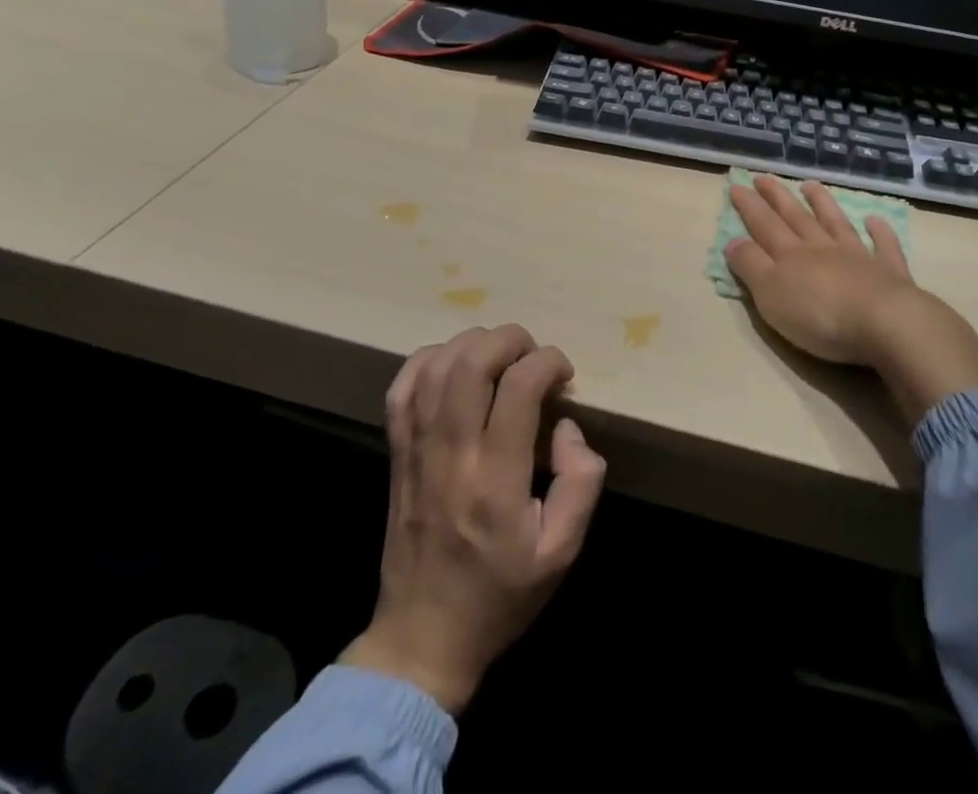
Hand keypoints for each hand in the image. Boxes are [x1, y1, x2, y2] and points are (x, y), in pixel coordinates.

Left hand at [342, 324, 606, 713]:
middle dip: (511, 340)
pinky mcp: (396, 453)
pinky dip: (429, 360)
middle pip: (472, 361)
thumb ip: (581, 483)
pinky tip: (453, 366)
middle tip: (533, 357)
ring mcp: (417, 450)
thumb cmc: (500, 594)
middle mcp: (452, 454)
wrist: (422, 638)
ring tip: (500, 358)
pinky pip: (402, 388)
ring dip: (474, 344)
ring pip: (436, 365)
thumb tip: (568, 427)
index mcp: (496, 480)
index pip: (518, 387)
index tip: (564, 376)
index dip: (548, 362)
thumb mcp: (562, 551)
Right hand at [726, 177, 977, 426]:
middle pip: (796, 217)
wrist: (885, 324)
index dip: (749, 206)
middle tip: (764, 177)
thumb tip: (733, 241)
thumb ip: (751, 266)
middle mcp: (822, 248)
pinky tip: (875, 220)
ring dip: (822, 203)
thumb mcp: (770, 295)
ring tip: (811, 184)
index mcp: (791, 256)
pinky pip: (883, 246)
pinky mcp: (888, 273)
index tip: (736, 185)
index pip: (764, 225)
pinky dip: (880, 232)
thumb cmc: (820, 315)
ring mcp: (858, 257)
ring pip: (835, 223)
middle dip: (777, 197)